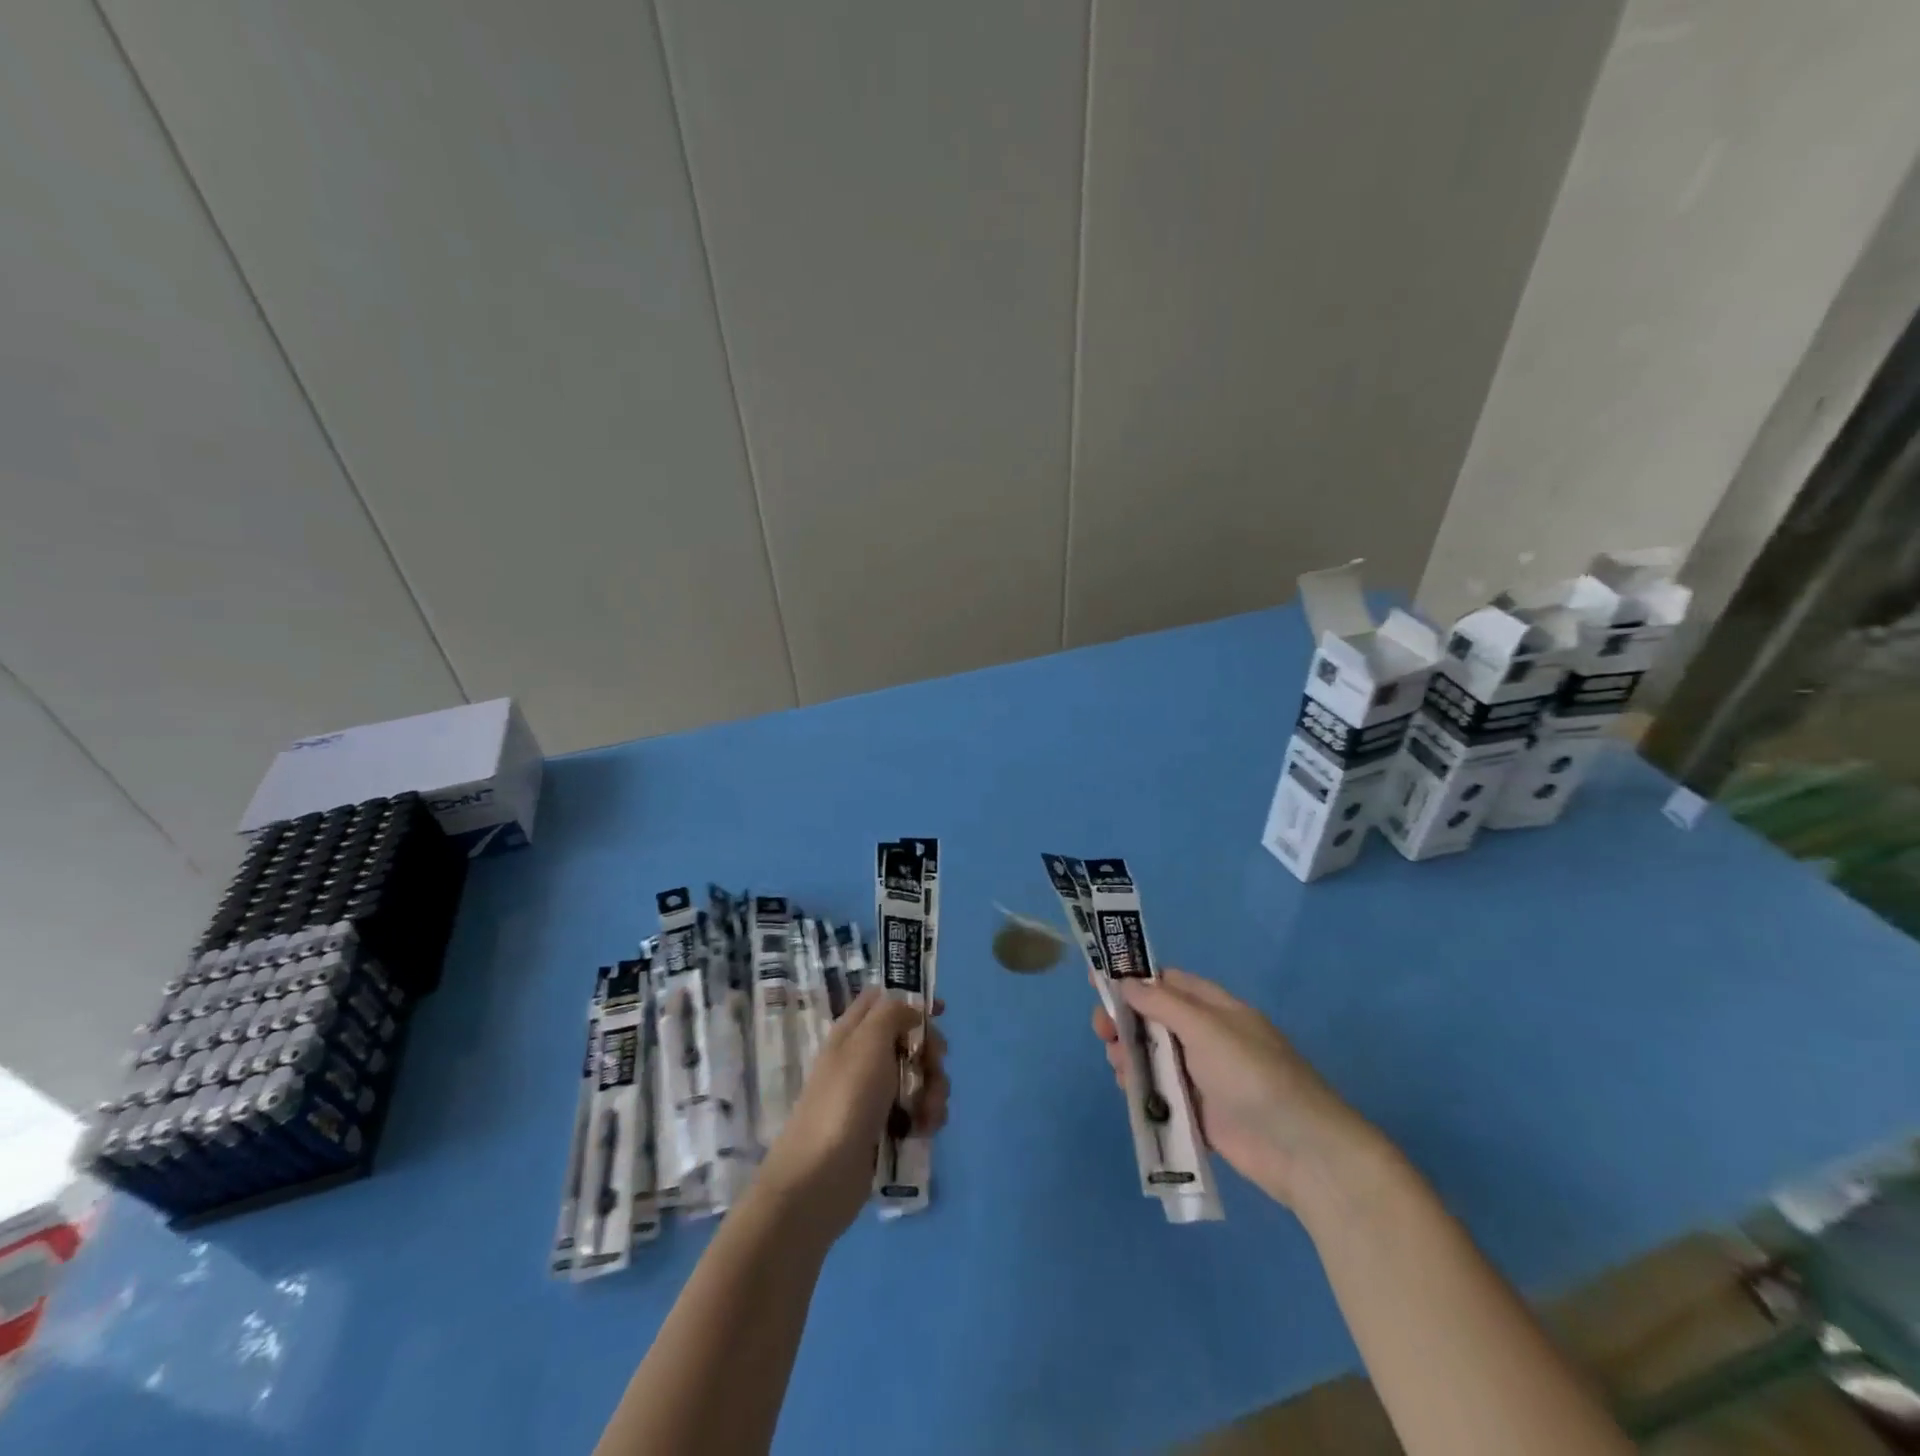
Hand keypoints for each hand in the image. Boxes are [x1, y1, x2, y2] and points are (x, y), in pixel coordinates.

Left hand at [758, 988, 948, 1235]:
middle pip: (910, 1039)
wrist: (821, 1178)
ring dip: (934, 1090)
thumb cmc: (846, 1099)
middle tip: (933, 1066)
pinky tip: (924, 1131)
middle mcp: (864, 1059)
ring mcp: (875, 1096)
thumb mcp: (868, 1042)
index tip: (940, 1012)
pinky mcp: (885, 1129)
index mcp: (853, 1032)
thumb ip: (892, 1013)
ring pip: (919, 1077)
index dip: (911, 1000)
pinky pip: (917, 1110)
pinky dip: (927, 1117)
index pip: (882, 999)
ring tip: (929, 1112)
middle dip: (931, 1053)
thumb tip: (912, 1012)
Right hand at [1091, 968, 1379, 1211]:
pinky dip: (1142, 1088)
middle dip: (1125, 1020)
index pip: (1167, 982)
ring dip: (1129, 1054)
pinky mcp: (1198, 1113)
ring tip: (1116, 1063)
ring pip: (1153, 1056)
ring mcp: (1202, 1076)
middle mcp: (1206, 1037)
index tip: (1098, 982)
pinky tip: (1128, 1090)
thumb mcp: (1206, 1028)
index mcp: (1214, 1008)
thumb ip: (1162, 1004)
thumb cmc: (1252, 1074)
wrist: (1300, 1149)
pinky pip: (1161, 1093)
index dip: (1133, 979)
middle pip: (1154, 1019)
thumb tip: (1126, 981)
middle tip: (1101, 1030)